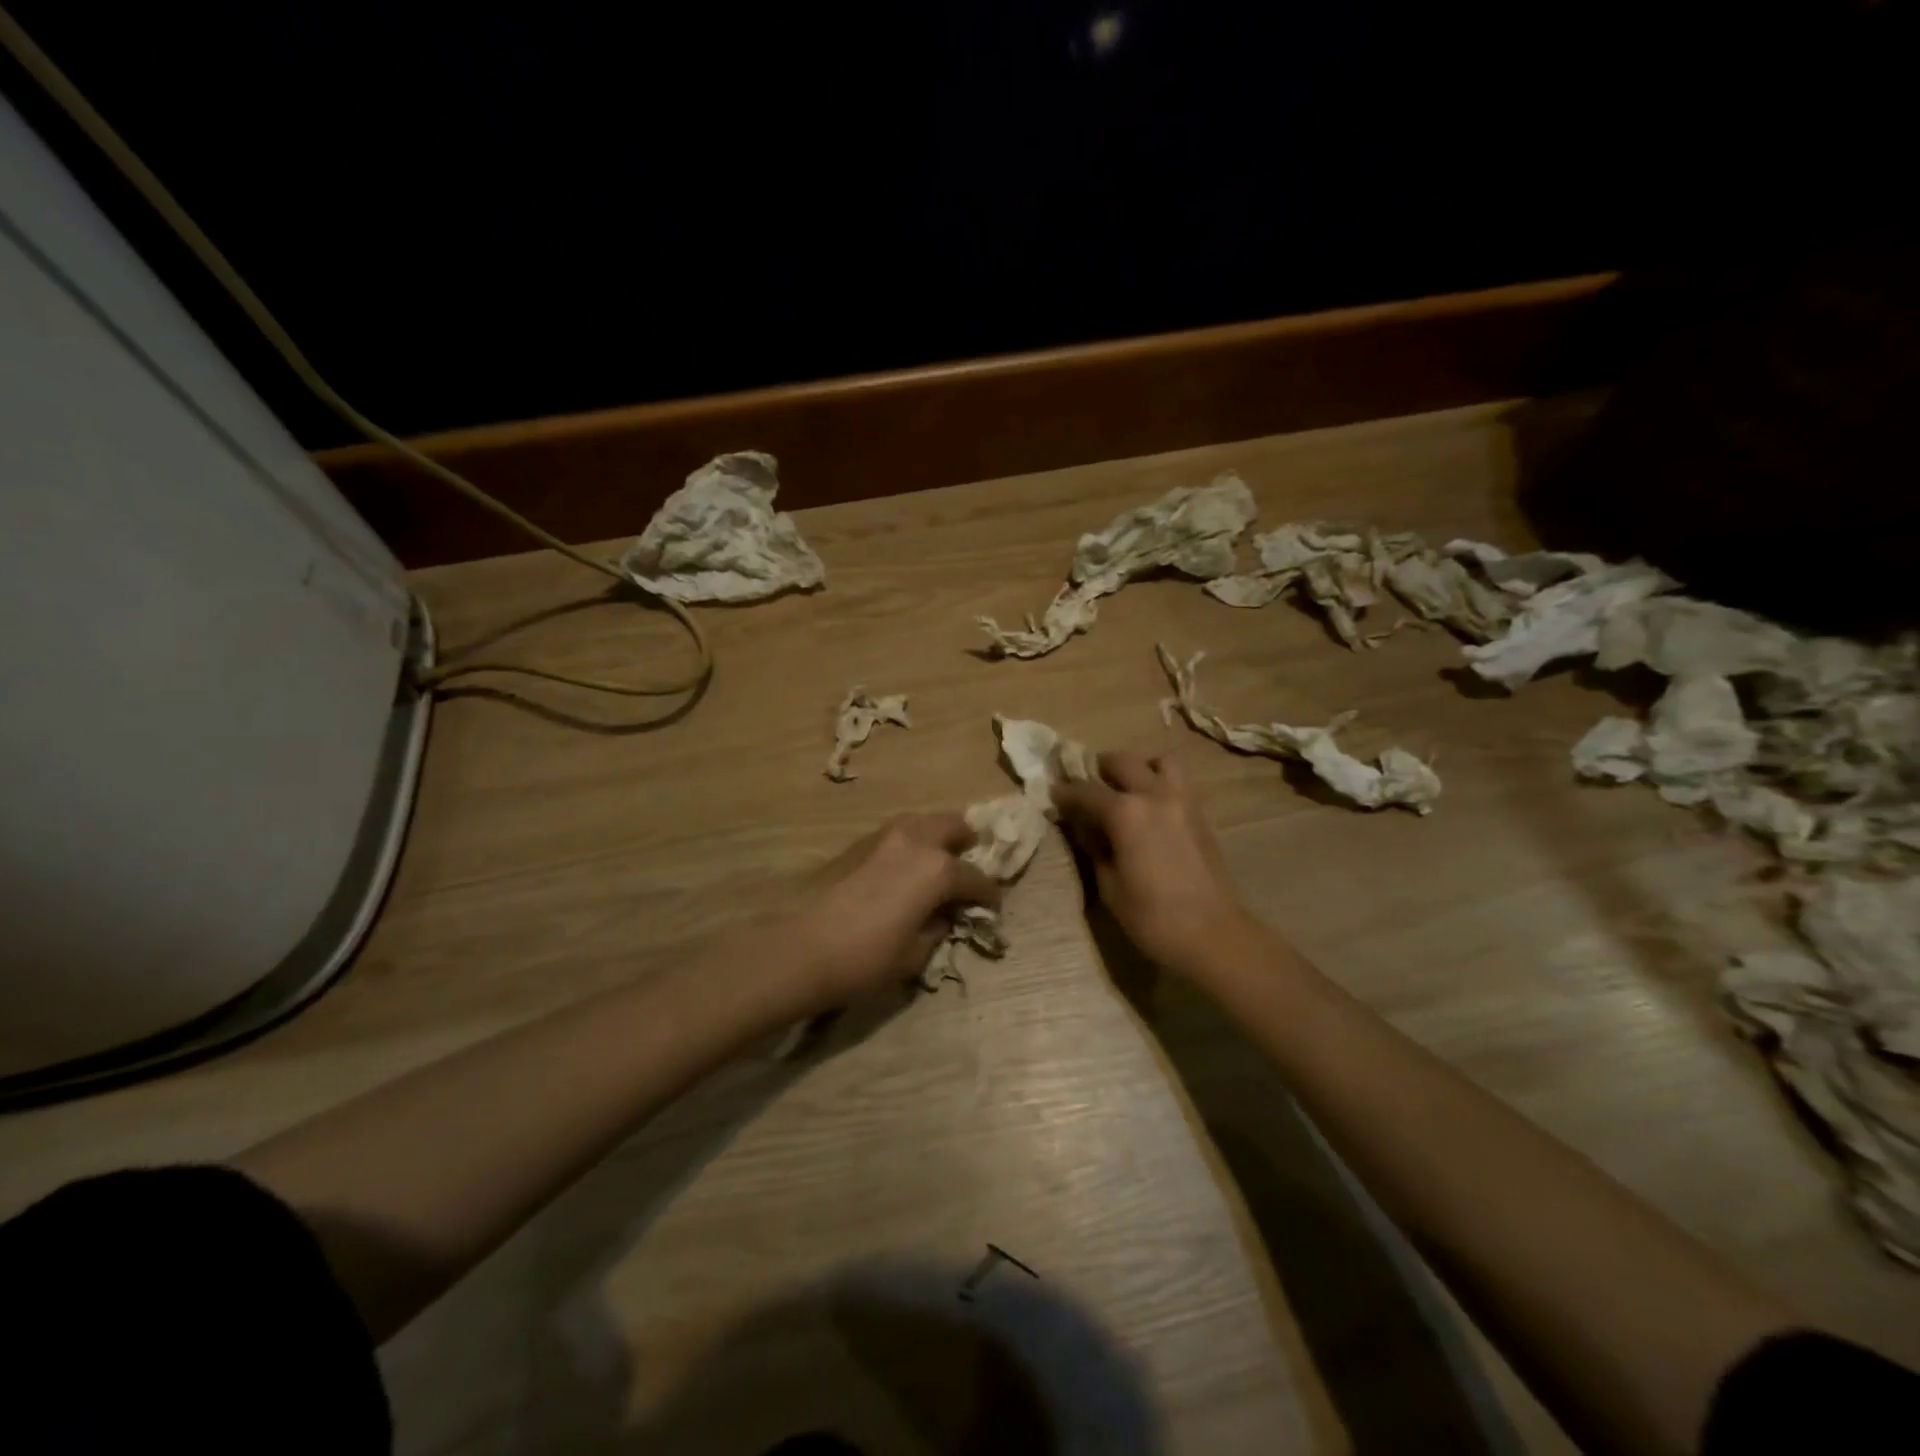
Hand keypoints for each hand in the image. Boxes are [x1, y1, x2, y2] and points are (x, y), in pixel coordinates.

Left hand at [782, 814, 1001, 1009]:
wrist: (801, 948)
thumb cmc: (866, 958)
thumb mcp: (914, 954)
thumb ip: (936, 929)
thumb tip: (942, 917)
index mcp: (937, 869)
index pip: (976, 877)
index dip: (989, 894)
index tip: (993, 907)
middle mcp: (915, 841)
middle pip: (952, 826)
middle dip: (966, 843)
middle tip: (967, 868)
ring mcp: (884, 837)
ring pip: (922, 822)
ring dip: (936, 838)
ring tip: (936, 865)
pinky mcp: (858, 844)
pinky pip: (897, 834)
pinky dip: (910, 844)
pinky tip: (904, 871)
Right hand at [1053, 751, 1257, 978]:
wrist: (1214, 935)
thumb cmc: (1153, 917)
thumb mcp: (1109, 885)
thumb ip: (1094, 848)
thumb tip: (1083, 827)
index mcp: (1125, 812)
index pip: (1085, 790)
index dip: (1064, 792)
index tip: (1052, 794)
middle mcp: (1154, 794)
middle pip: (1122, 762)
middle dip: (1098, 770)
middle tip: (1086, 788)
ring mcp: (1182, 800)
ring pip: (1158, 762)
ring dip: (1137, 768)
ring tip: (1125, 790)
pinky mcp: (1200, 814)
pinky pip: (1177, 781)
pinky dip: (1159, 782)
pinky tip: (1149, 809)